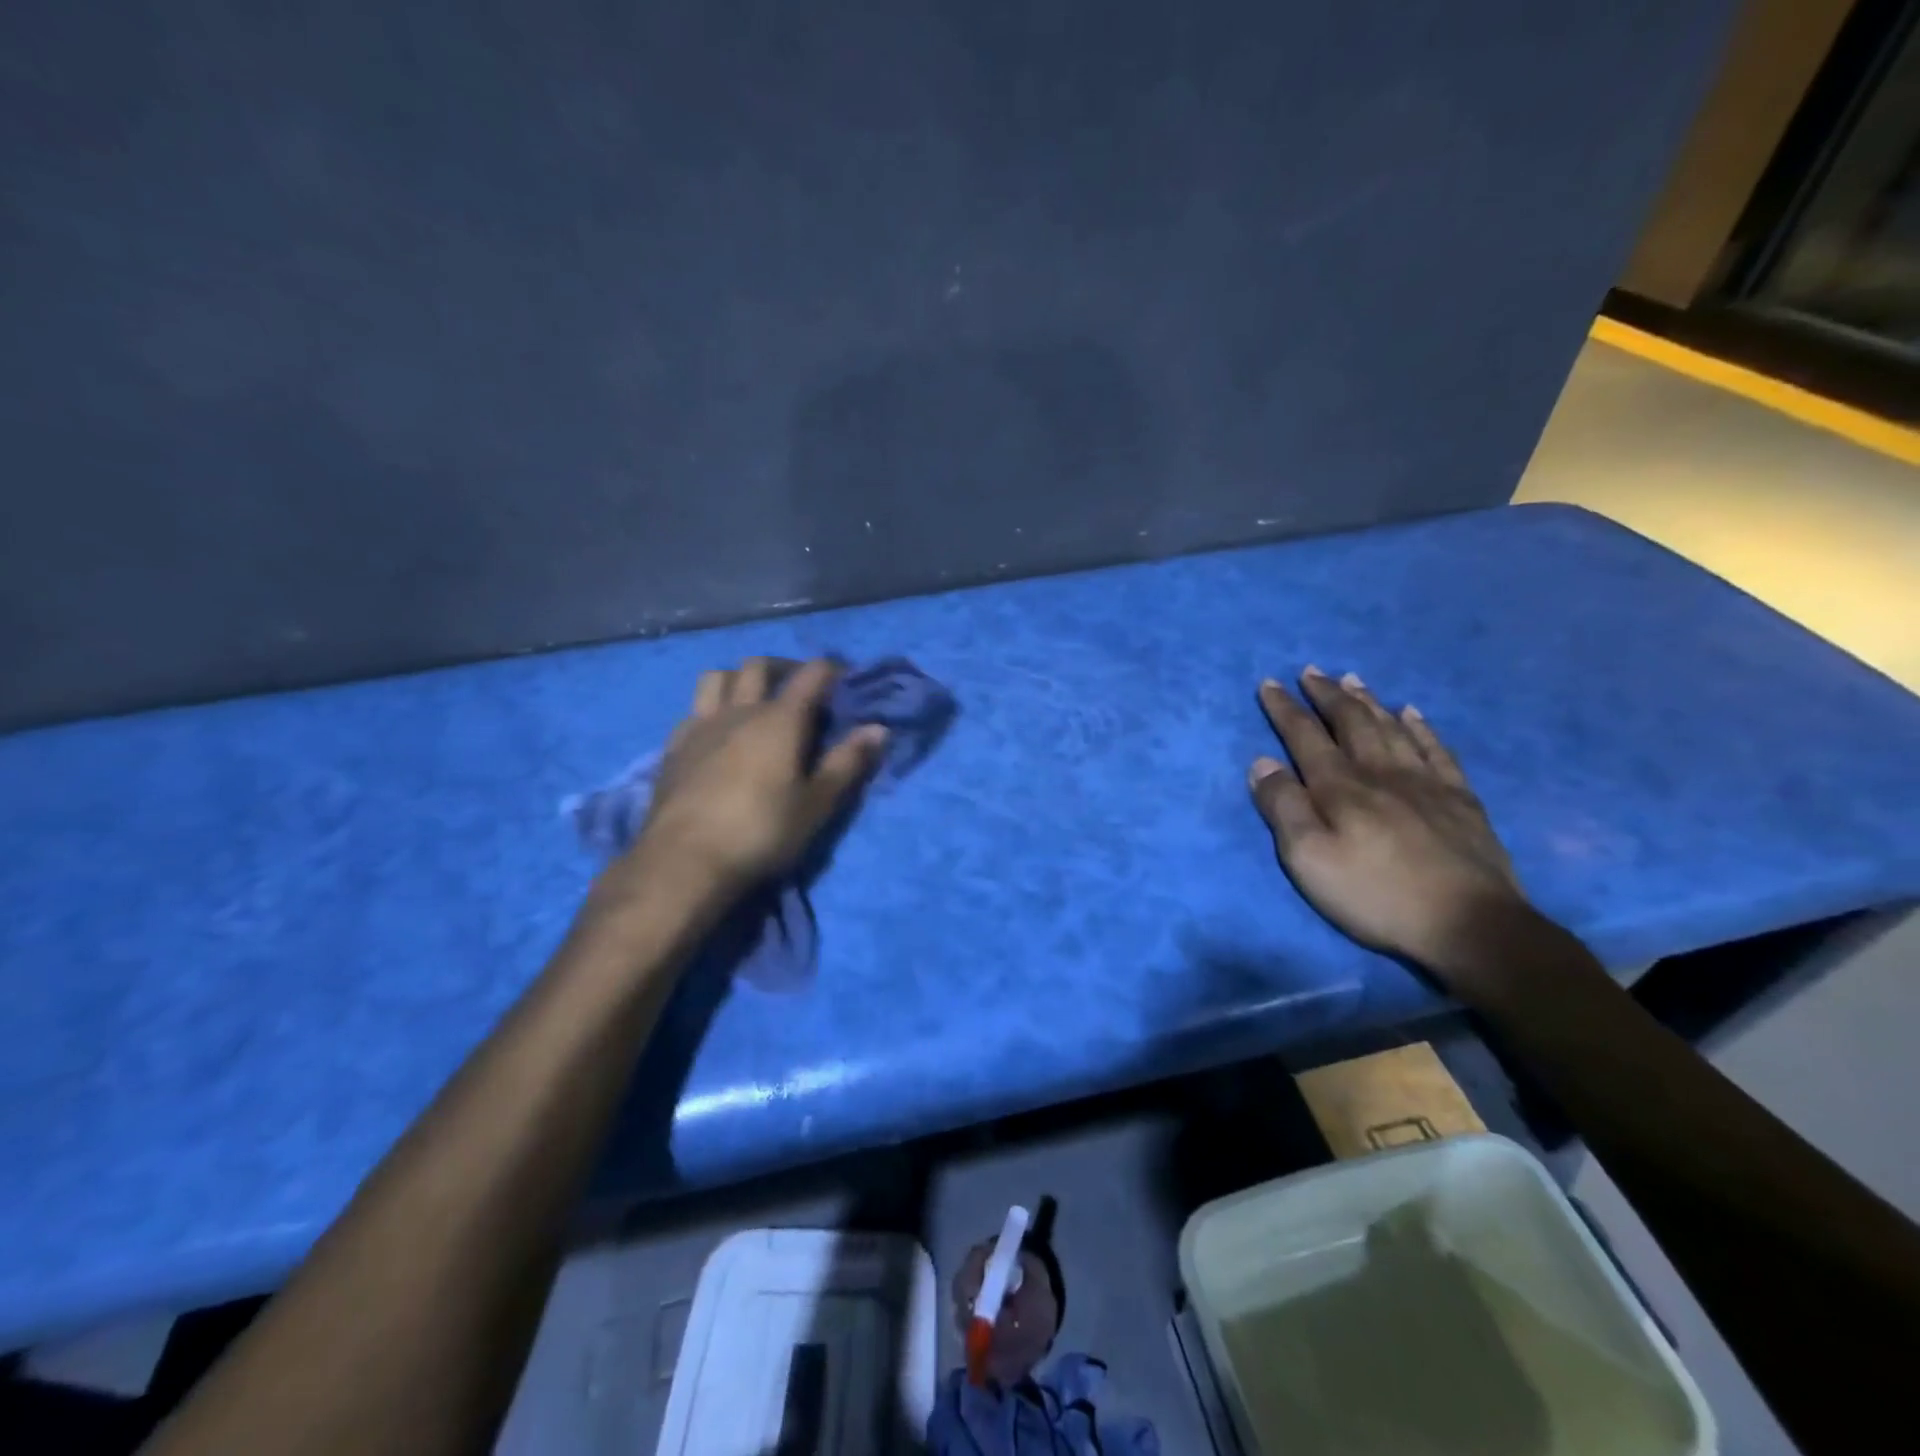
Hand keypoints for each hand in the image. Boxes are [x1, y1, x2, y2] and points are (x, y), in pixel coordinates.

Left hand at [611, 657, 886, 899]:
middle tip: (800, 688)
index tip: (846, 680)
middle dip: (784, 667)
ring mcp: (701, 725)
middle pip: (759, 666)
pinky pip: (694, 709)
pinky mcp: (674, 746)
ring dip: (740, 678)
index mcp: (780, 719)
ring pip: (718, 677)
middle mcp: (739, 710)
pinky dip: (712, 708)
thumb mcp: (816, 804)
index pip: (812, 674)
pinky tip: (717, 731)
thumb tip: (879, 728)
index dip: (832, 670)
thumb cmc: (762, 832)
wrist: (684, 861)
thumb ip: (847, 762)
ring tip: (753, 699)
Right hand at [1249, 667, 1527, 978]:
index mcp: (1340, 787)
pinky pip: (1437, 749)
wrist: (1469, 924)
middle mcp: (1380, 772)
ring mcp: (1426, 782)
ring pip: (1392, 728)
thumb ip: (1283, 808)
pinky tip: (1413, 713)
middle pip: (1350, 722)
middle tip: (1311, 671)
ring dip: (1368, 701)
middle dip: (1326, 695)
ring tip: (1352, 679)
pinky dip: (1421, 727)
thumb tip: (1262, 762)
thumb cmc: (1375, 894)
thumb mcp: (1308, 859)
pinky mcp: (1460, 799)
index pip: (1305, 736)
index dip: (1284, 709)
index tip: (1270, 683)